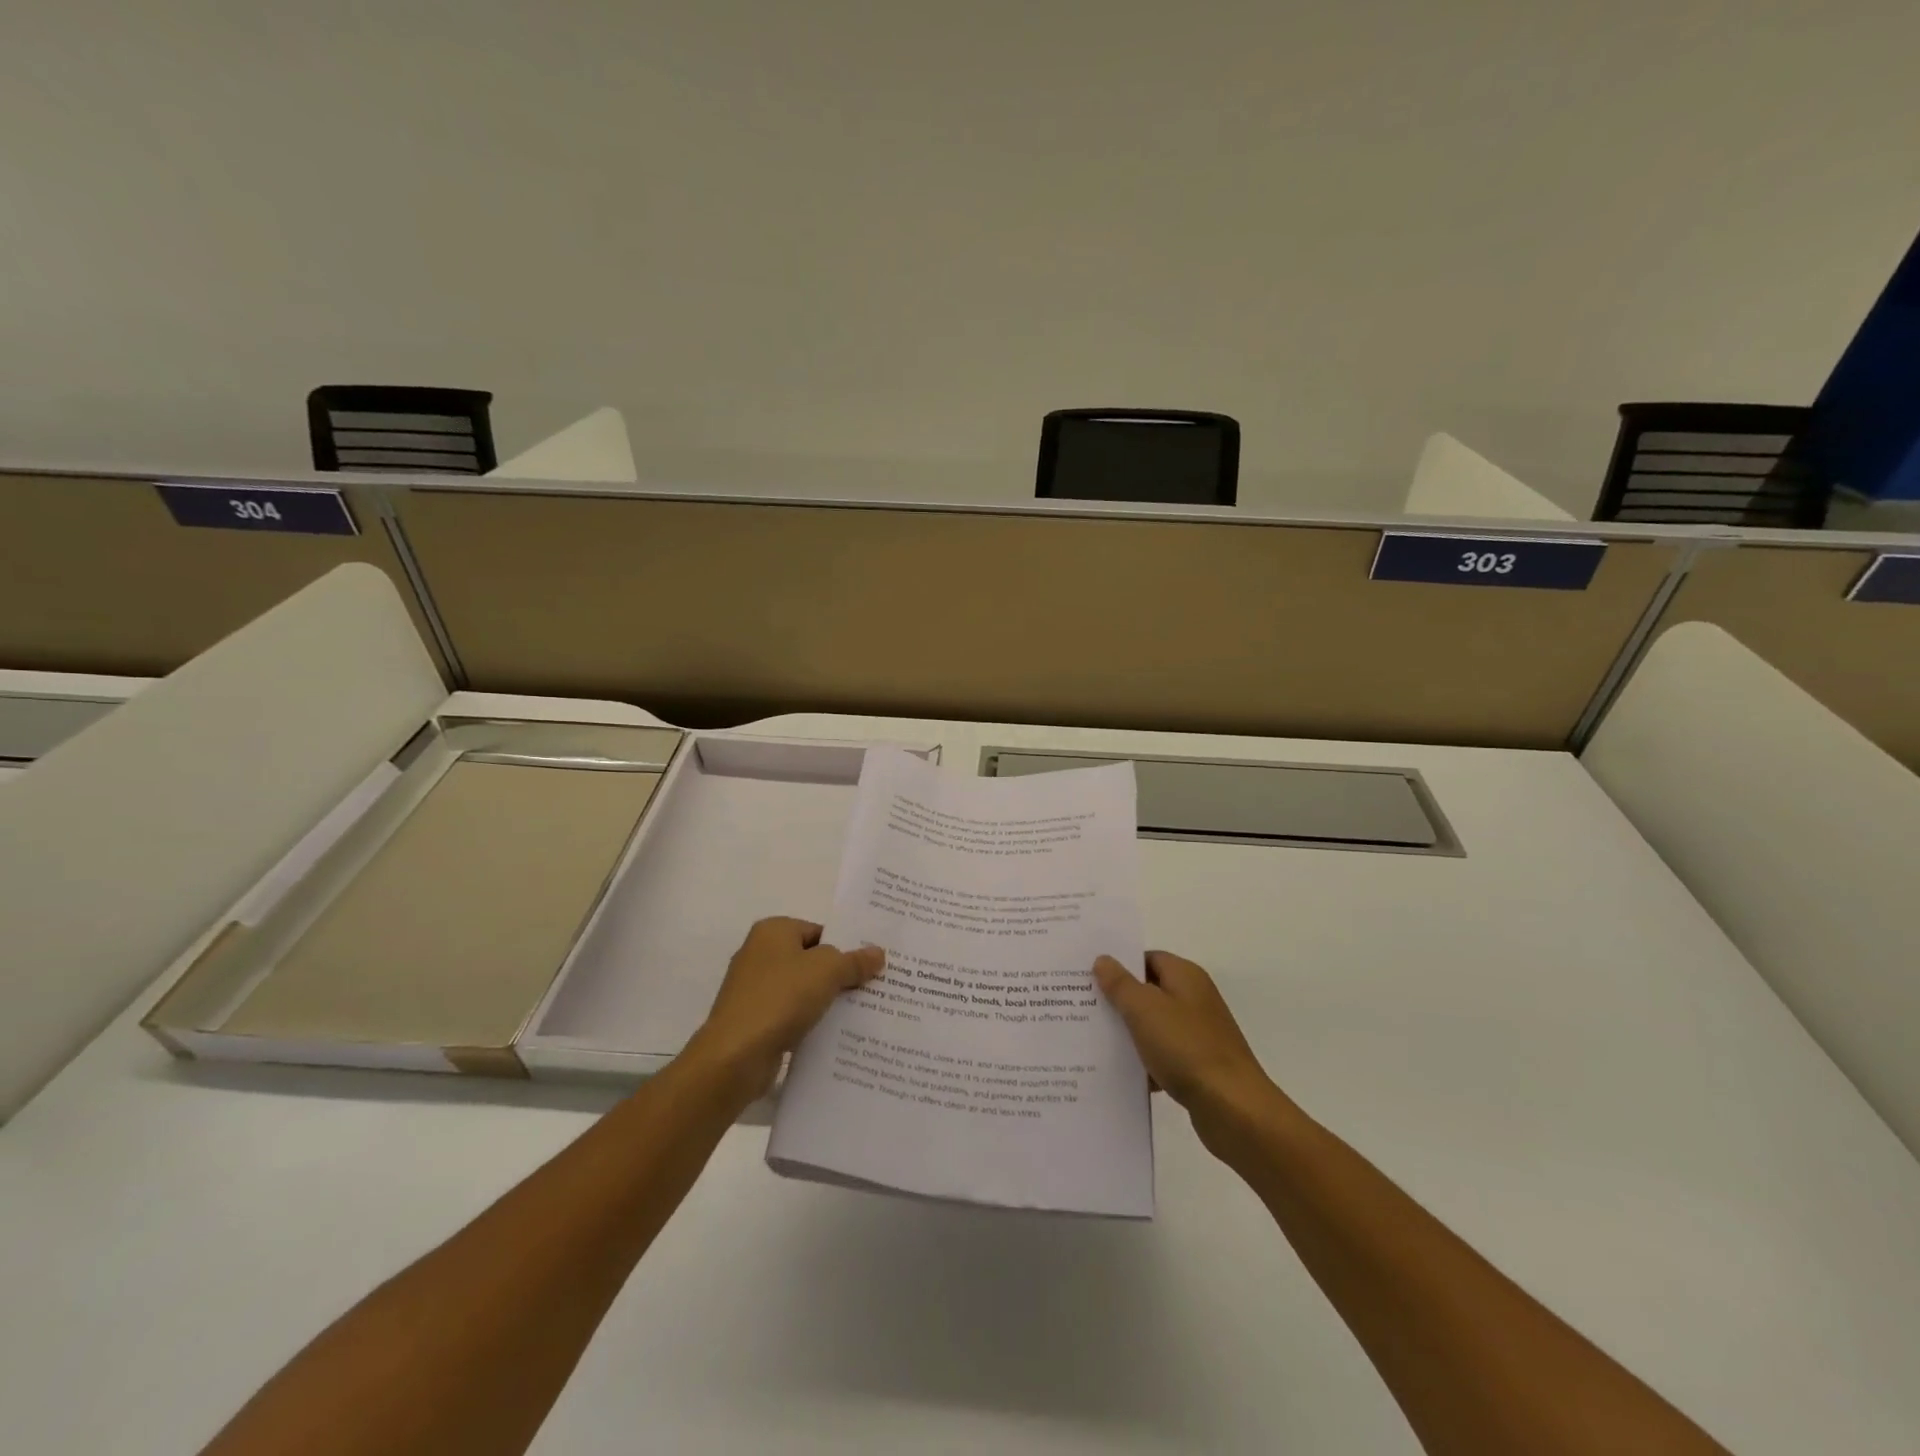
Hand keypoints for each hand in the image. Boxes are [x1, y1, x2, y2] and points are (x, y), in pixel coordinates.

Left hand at [689, 917, 884, 1100]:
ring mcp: (754, 990)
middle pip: (811, 960)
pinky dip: (809, 1023)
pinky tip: (835, 1036)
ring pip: (802, 990)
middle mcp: (759, 954)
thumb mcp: (827, 971)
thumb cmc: (781, 998)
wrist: (735, 1057)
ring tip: (862, 1013)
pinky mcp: (753, 1021)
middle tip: (874, 987)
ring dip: (826, 1001)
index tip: (872, 965)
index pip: (819, 932)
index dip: (846, 947)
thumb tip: (878, 953)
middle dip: (840, 975)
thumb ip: (854, 961)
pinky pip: (791, 1015)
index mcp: (773, 931)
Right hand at [1094, 951, 1277, 1151]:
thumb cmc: (1187, 1048)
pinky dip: (1145, 1062)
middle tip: (1082, 1007)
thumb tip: (1103, 959)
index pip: (1146, 958)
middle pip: (1148, 991)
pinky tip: (1121, 1074)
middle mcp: (1194, 999)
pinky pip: (1163, 1055)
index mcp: (1185, 976)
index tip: (1087, 976)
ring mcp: (1198, 1033)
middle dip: (1118, 1000)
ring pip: (1153, 1025)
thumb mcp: (1144, 1010)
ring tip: (1092, 1041)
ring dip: (1129, 1034)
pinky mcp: (1198, 1065)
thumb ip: (1120, 984)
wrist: (1234, 1109)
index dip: (1118, 965)